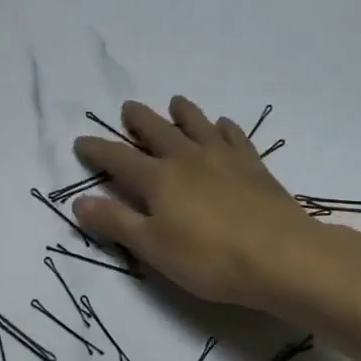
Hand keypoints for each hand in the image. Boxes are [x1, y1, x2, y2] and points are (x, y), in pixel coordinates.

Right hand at [73, 97, 328, 311]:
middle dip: (138, 119)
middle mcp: (187, 159)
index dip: (97, 150)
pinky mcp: (253, 166)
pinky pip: (235, 137)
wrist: (282, 256)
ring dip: (183, 112)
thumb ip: (116, 222)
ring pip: (197, 125)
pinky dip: (224, 127)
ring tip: (175, 102)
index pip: (118, 159)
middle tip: (128, 107)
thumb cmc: (210, 258)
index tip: (81, 141)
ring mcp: (223, 158)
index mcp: (158, 179)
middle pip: (157, 131)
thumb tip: (78, 201)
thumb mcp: (153, 247)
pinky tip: (222, 125)